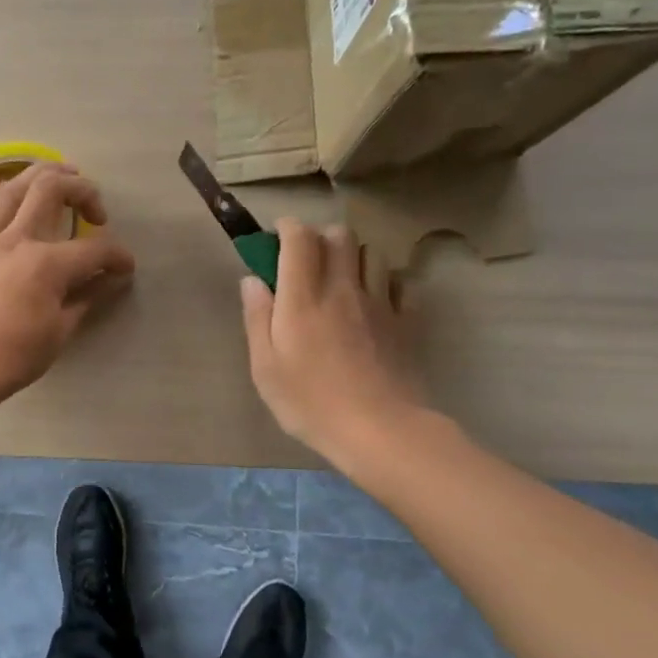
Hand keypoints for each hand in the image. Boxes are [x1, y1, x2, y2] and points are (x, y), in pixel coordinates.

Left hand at [0, 163, 134, 407]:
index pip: (94, 249)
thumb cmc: (12, 357)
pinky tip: (20, 197)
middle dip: (83, 190)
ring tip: (62, 175)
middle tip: (95, 210)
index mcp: (46, 265)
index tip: (125, 267)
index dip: (117, 255)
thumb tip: (112, 279)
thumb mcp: (59, 332)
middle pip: (52, 189)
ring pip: (15, 185)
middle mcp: (17, 239)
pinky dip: (10, 192)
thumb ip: (87, 297)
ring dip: (43, 174)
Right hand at [240, 218, 423, 466]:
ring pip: (372, 253)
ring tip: (341, 279)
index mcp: (303, 297)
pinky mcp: (404, 321)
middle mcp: (342, 288)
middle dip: (321, 237)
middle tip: (307, 261)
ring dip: (353, 256)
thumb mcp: (266, 368)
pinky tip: (373, 301)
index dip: (287, 228)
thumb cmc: (311, 402)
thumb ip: (257, 318)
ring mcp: (378, 302)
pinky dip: (384, 281)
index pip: (300, 238)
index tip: (276, 238)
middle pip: (340, 234)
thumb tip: (253, 280)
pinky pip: (398, 282)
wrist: (379, 429)